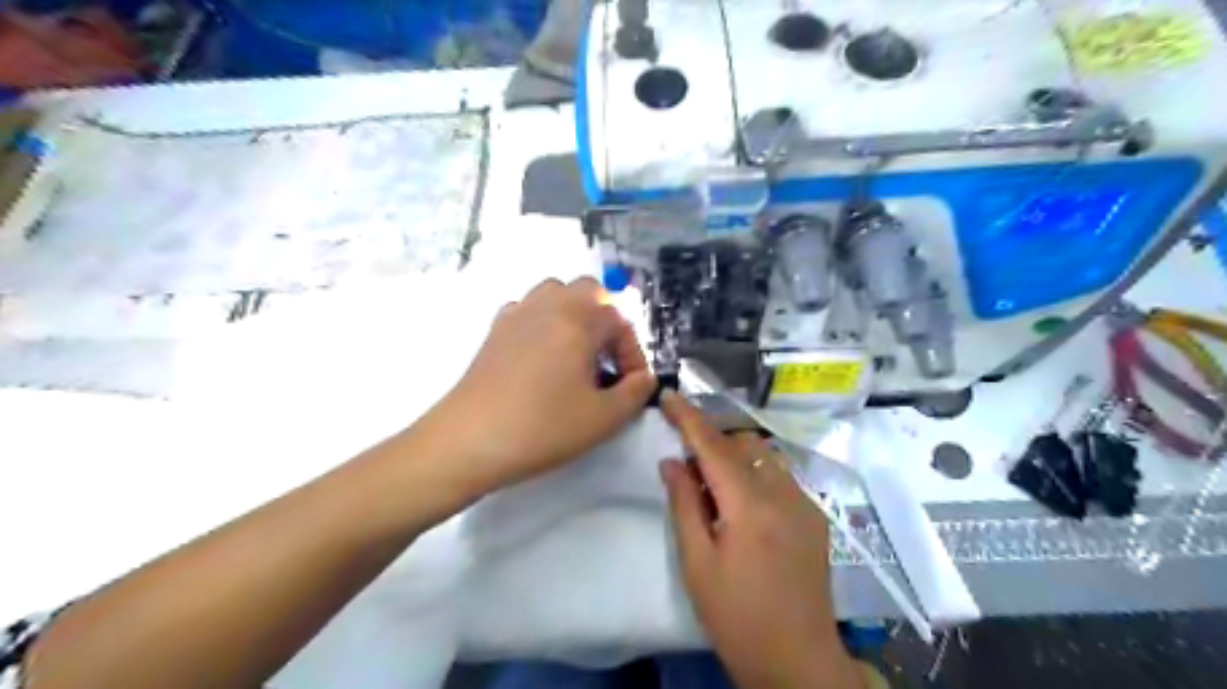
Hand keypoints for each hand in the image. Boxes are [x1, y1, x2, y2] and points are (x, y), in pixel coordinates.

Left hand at [422, 280, 656, 493]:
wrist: (468, 441)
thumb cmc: (542, 428)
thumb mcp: (603, 419)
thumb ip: (635, 393)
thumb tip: (645, 379)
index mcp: (577, 320)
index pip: (619, 320)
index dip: (633, 353)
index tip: (631, 385)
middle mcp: (547, 306)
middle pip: (587, 290)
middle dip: (605, 320)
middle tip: (605, 361)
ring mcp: (516, 314)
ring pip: (554, 294)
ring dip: (573, 316)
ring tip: (575, 356)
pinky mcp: (494, 331)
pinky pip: (527, 310)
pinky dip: (542, 323)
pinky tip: (541, 359)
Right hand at [662, 392, 859, 688]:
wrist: (798, 659)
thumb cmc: (737, 616)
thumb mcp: (697, 564)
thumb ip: (684, 505)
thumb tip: (671, 462)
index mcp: (750, 506)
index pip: (714, 446)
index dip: (689, 418)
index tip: (669, 396)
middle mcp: (784, 493)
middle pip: (743, 443)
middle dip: (713, 441)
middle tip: (687, 465)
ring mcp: (805, 503)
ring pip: (765, 456)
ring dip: (735, 457)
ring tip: (714, 487)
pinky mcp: (815, 516)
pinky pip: (781, 476)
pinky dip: (755, 474)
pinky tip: (744, 505)